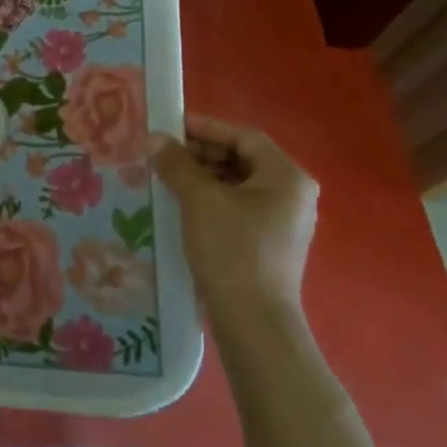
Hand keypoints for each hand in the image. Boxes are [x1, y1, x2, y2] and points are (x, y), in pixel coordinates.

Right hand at [151, 115, 318, 322]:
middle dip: (201, 153)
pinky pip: (237, 207)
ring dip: (202, 176)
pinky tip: (181, 204)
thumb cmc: (232, 250)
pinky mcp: (268, 243)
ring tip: (166, 176)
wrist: (253, 321)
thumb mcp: (200, 200)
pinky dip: (210, 199)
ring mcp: (282, 221)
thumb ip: (177, 164)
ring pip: (237, 184)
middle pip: (242, 159)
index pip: (243, 137)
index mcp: (287, 177)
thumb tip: (154, 138)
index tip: (169, 125)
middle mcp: (292, 194)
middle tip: (163, 152)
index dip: (205, 128)